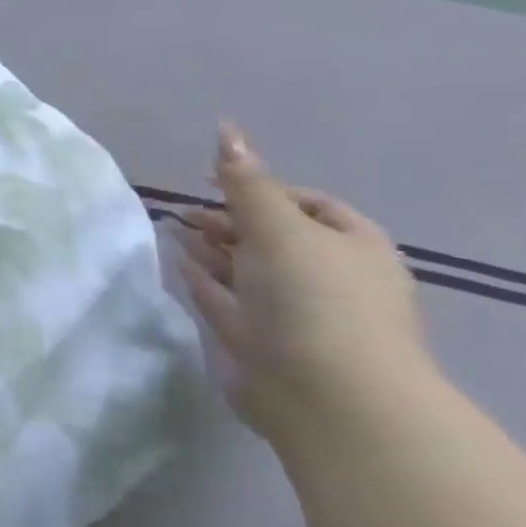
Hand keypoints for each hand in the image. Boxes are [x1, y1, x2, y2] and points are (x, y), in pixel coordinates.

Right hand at [174, 121, 427, 449]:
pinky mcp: (268, 345)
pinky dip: (205, 280)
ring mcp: (300, 315)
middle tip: (186, 210)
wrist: (330, 398)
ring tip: (171, 228)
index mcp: (354, 247)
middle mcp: (332, 279)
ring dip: (212, 248)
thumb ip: (245, 180)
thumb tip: (226, 128)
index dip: (261, 187)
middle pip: (275, 236)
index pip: (309, 203)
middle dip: (230, 219)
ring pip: (249, 270)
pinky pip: (232, 301)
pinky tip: (178, 263)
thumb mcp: (277, 227)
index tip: (212, 181)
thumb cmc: (315, 298)